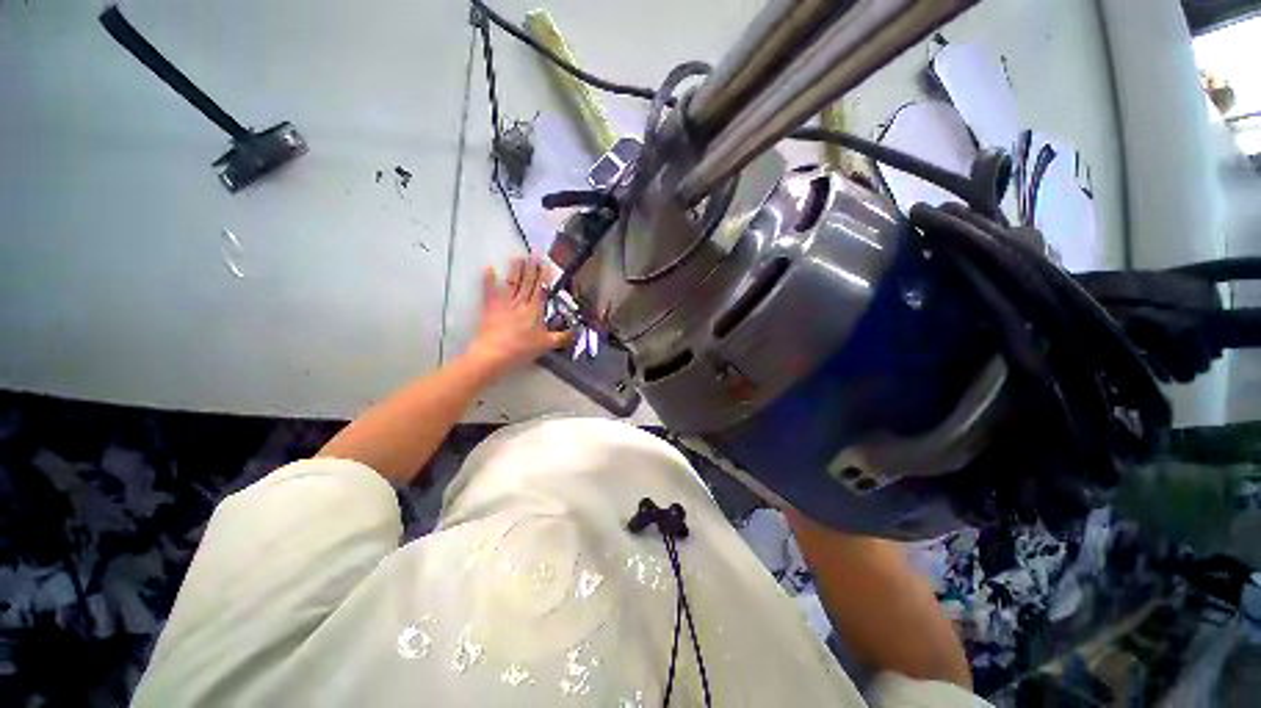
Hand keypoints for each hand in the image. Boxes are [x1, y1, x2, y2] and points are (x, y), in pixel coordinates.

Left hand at [466, 257, 574, 375]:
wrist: (495, 353)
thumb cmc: (522, 348)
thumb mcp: (546, 345)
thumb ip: (562, 337)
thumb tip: (577, 332)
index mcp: (535, 310)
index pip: (541, 289)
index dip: (544, 276)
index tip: (546, 263)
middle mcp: (521, 303)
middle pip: (528, 282)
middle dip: (532, 267)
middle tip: (534, 253)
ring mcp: (504, 303)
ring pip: (512, 283)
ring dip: (516, 269)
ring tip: (519, 257)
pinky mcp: (490, 307)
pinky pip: (489, 291)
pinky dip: (489, 279)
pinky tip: (489, 268)